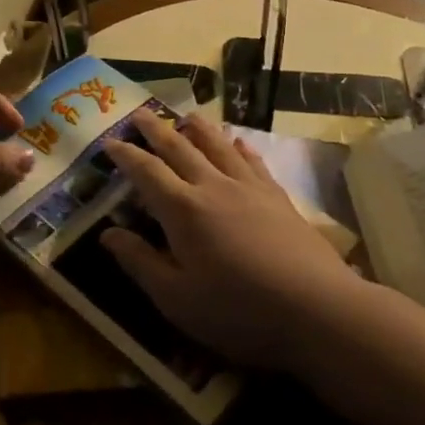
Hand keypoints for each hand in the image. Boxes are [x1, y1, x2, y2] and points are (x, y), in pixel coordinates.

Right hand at [102, 111, 362, 370]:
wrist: (316, 309)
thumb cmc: (238, 310)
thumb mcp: (176, 298)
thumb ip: (140, 262)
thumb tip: (107, 233)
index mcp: (182, 210)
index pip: (146, 171)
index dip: (125, 154)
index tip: (109, 142)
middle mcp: (212, 186)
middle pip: (179, 147)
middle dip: (155, 129)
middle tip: (140, 114)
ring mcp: (249, 188)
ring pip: (217, 146)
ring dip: (198, 128)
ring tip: (186, 116)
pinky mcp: (278, 197)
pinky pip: (254, 161)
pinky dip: (240, 148)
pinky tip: (238, 143)